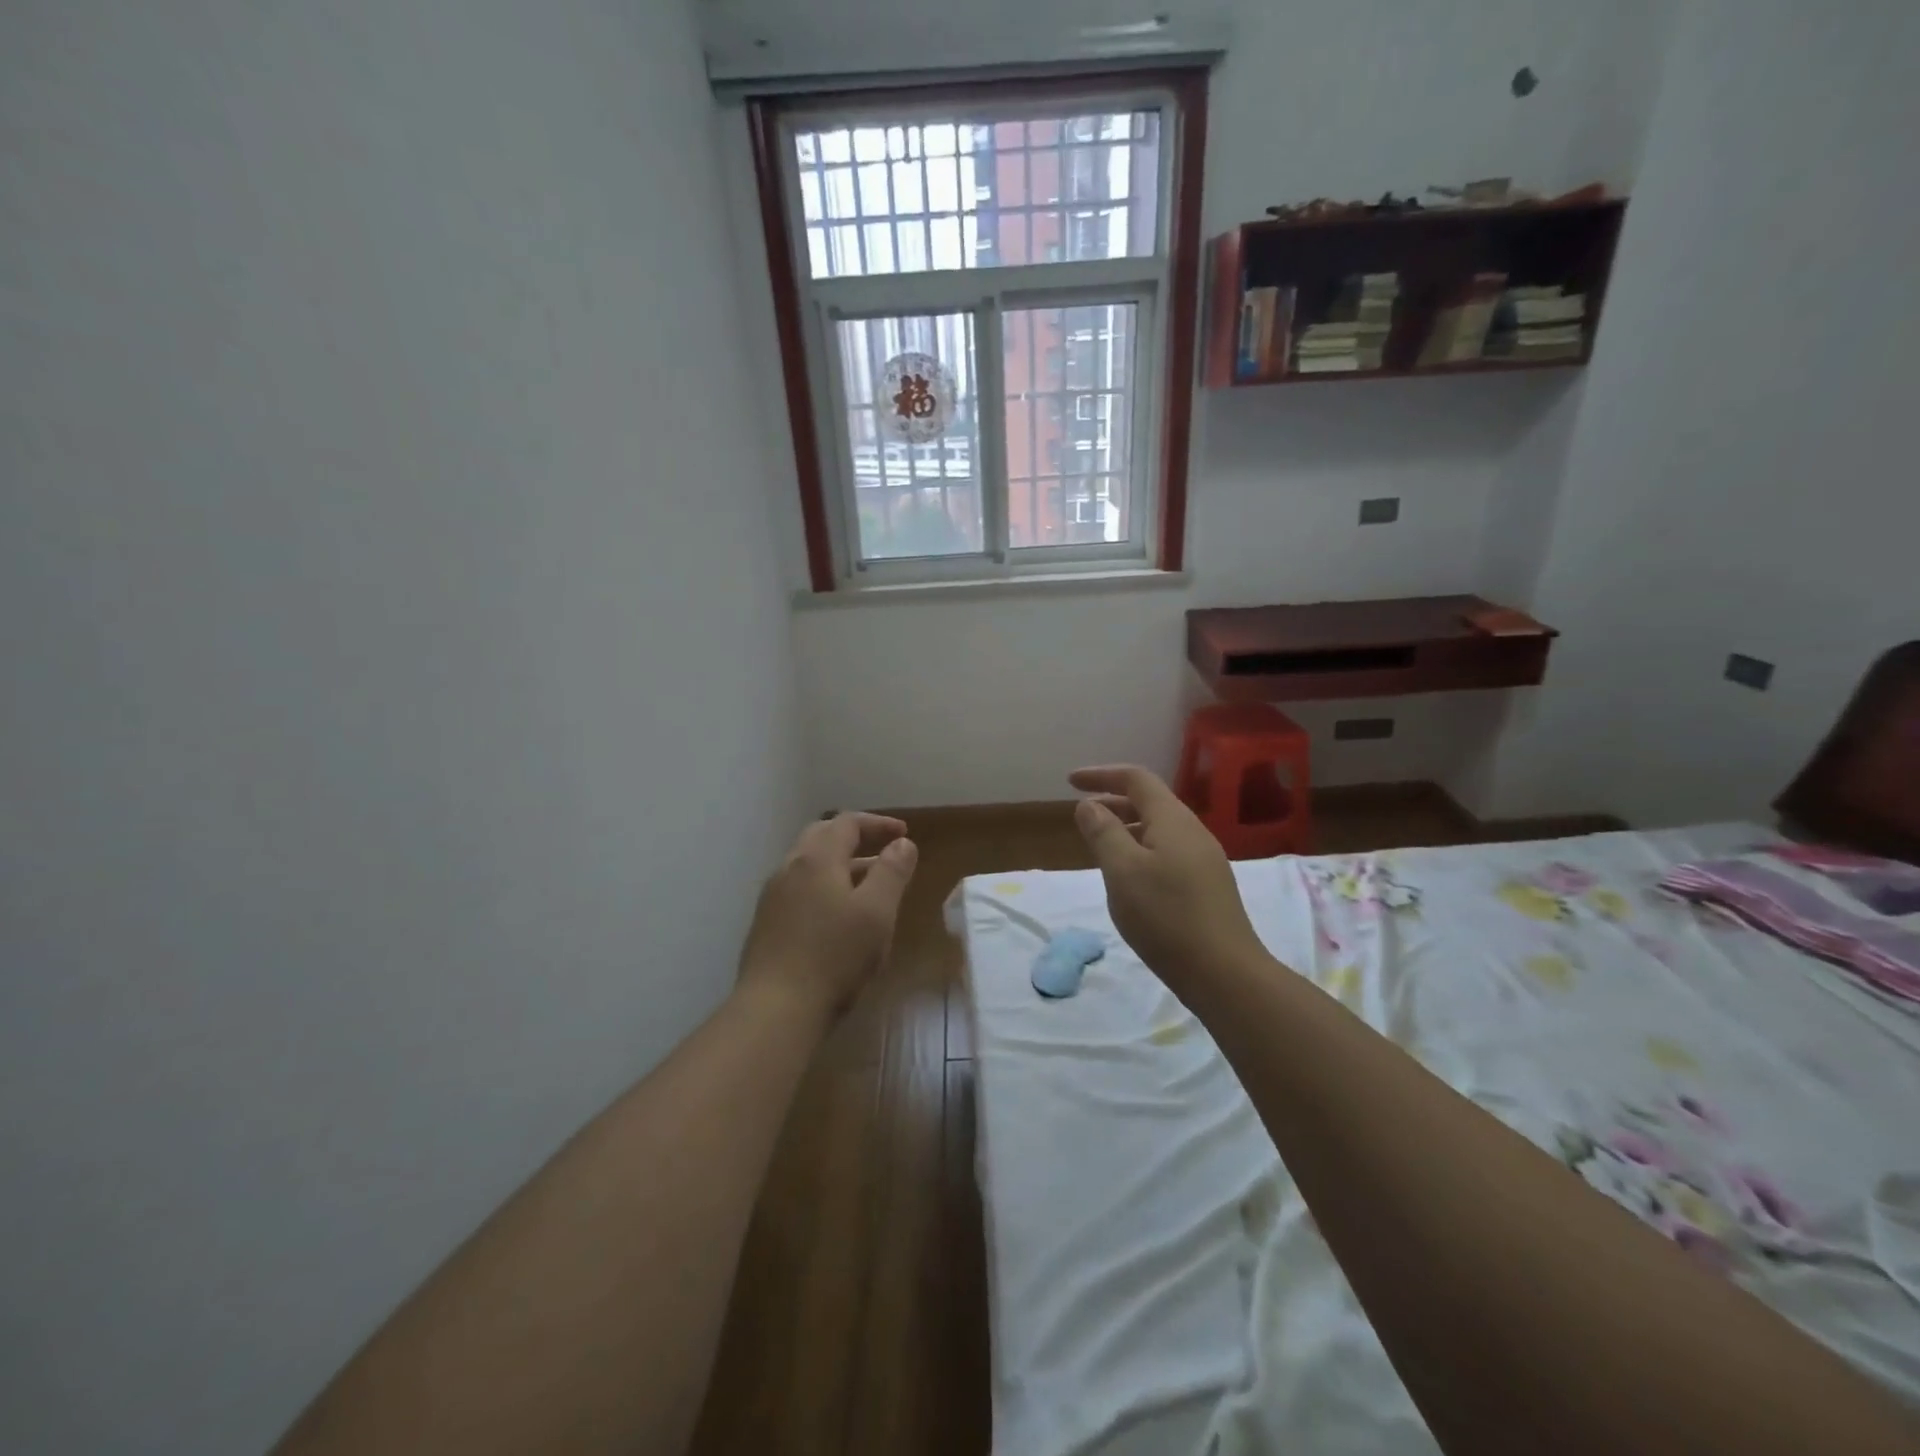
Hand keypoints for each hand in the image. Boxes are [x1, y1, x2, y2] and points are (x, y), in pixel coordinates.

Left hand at [737, 813, 918, 1022]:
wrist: (775, 1010)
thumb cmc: (835, 956)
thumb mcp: (877, 912)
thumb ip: (892, 872)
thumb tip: (902, 843)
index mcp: (816, 859)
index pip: (847, 823)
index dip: (878, 824)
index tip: (903, 834)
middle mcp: (789, 869)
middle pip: (822, 837)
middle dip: (855, 838)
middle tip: (882, 850)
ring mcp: (773, 897)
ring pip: (809, 866)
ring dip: (840, 866)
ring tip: (868, 885)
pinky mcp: (766, 925)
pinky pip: (800, 891)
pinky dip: (824, 888)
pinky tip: (838, 917)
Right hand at [1070, 765, 1265, 989]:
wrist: (1225, 973)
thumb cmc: (1166, 916)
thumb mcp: (1122, 871)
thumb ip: (1103, 832)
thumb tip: (1088, 805)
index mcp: (1173, 820)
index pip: (1136, 779)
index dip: (1102, 775)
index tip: (1071, 782)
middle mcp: (1193, 832)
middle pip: (1150, 802)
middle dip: (1113, 801)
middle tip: (1081, 814)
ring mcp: (1205, 860)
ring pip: (1160, 829)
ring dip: (1127, 827)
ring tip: (1100, 846)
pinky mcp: (1208, 886)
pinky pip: (1168, 852)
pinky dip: (1142, 850)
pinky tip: (1130, 878)